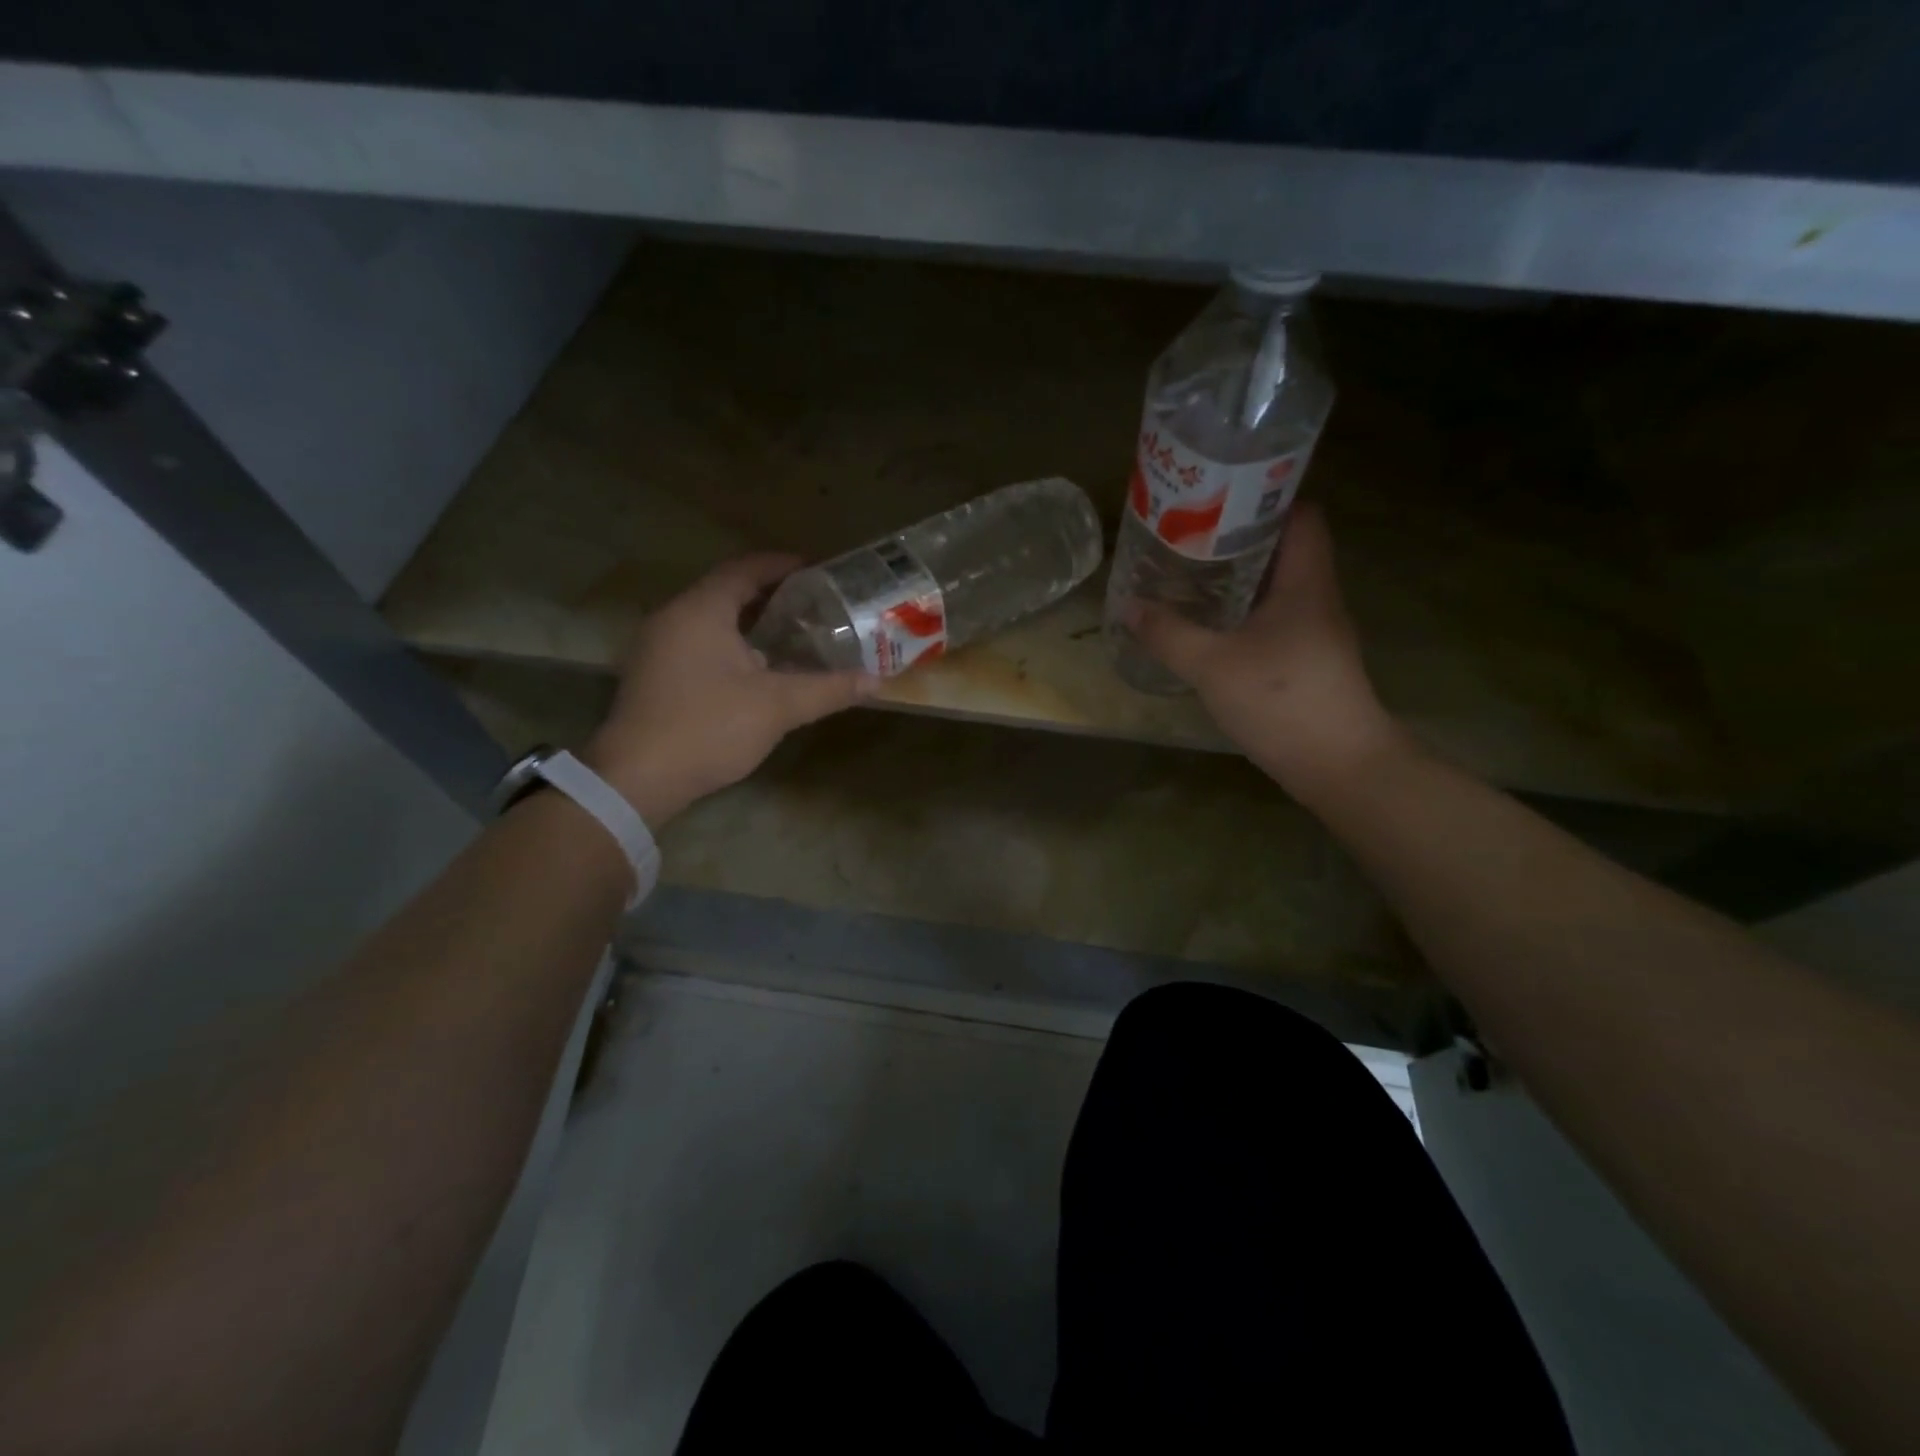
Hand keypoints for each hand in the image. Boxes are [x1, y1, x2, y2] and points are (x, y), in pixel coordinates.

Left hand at [583, 553, 878, 824]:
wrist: (636, 779)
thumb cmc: (708, 727)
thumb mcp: (777, 706)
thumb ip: (828, 689)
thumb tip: (876, 681)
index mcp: (701, 610)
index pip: (745, 570)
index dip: (782, 566)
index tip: (817, 570)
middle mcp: (673, 618)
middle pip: (727, 592)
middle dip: (771, 595)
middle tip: (813, 605)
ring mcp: (657, 648)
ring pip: (711, 620)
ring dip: (750, 623)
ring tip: (792, 635)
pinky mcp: (653, 676)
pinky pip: (698, 644)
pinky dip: (730, 645)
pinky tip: (757, 670)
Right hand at [1127, 504, 1406, 799]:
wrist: (1338, 765)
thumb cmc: (1281, 700)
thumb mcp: (1212, 664)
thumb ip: (1168, 634)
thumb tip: (1128, 606)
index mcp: (1305, 581)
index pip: (1300, 515)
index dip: (1263, 501)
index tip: (1216, 501)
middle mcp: (1317, 598)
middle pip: (1283, 550)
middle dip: (1236, 541)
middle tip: (1187, 540)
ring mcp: (1316, 632)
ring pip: (1276, 588)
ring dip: (1237, 581)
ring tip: (1189, 579)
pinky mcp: (1309, 662)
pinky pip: (1274, 621)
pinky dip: (1243, 615)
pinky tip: (1210, 629)